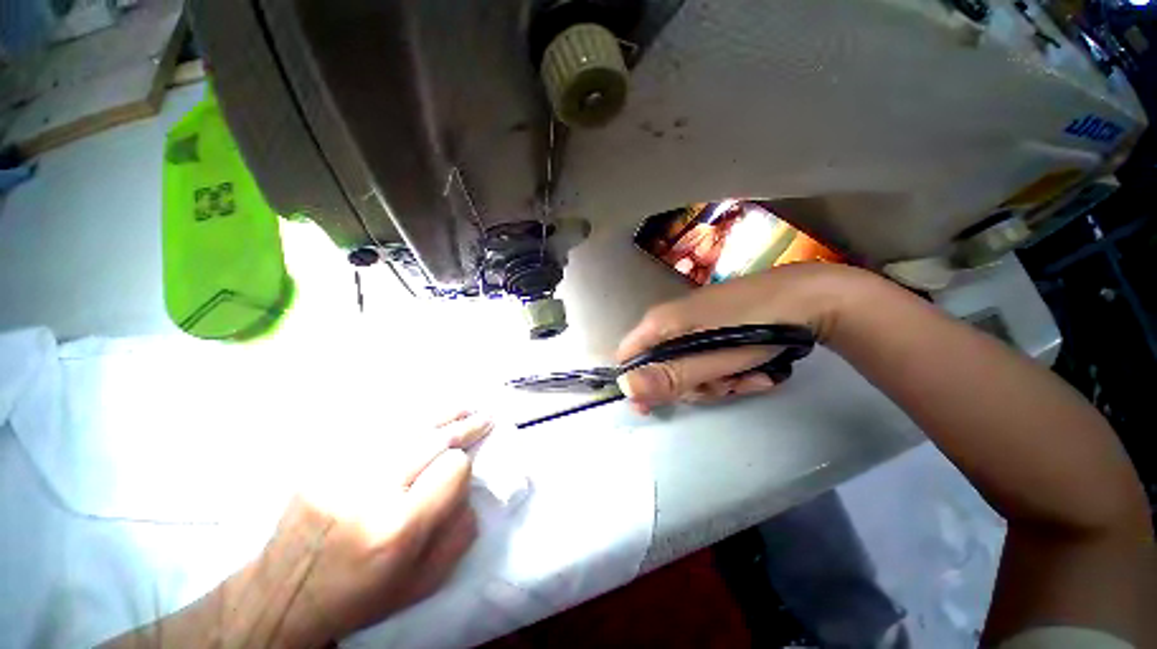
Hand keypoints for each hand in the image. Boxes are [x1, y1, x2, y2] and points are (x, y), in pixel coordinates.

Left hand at [259, 411, 494, 645]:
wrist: (283, 597)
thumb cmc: (361, 596)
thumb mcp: (423, 582)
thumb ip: (459, 531)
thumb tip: (471, 484)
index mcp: (395, 529)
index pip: (452, 468)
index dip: (463, 467)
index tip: (465, 470)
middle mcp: (367, 493)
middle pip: (430, 439)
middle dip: (463, 426)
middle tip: (485, 416)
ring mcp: (339, 472)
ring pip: (405, 427)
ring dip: (440, 415)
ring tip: (464, 406)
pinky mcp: (321, 464)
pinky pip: (375, 430)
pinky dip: (406, 420)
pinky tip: (424, 416)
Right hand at [615, 263, 871, 410]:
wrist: (808, 298)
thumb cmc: (754, 327)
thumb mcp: (712, 358)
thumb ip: (669, 375)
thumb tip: (625, 389)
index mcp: (661, 323)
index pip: (627, 356)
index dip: (635, 384)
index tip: (652, 409)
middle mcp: (671, 322)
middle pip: (660, 367)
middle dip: (690, 386)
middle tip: (721, 387)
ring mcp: (695, 326)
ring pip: (688, 368)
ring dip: (717, 382)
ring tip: (747, 376)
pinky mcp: (715, 330)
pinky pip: (709, 360)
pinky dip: (730, 372)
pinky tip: (756, 369)